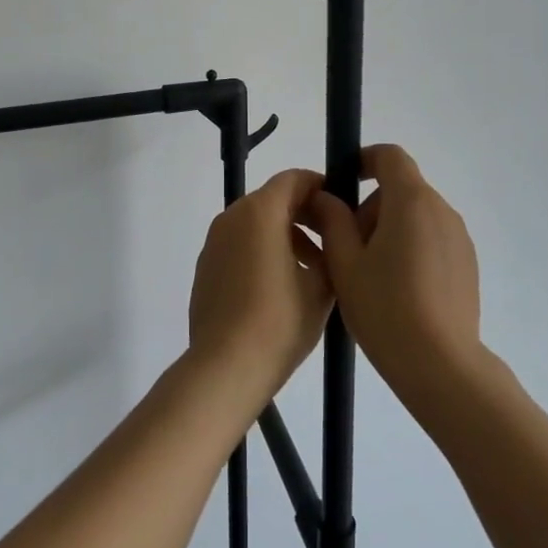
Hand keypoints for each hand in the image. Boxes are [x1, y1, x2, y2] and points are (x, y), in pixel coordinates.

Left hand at [187, 168, 334, 408]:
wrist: (226, 368)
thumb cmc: (280, 321)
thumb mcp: (322, 284)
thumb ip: (332, 248)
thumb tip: (332, 235)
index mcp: (260, 212)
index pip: (294, 179)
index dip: (321, 188)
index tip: (342, 209)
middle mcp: (231, 217)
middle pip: (273, 200)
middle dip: (304, 215)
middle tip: (332, 242)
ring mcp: (213, 243)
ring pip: (255, 224)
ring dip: (284, 236)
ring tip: (310, 271)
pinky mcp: (205, 268)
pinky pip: (239, 246)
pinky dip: (261, 253)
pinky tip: (279, 289)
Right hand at [307, 145, 484, 414]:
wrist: (441, 365)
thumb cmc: (386, 308)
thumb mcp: (345, 263)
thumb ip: (333, 221)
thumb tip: (326, 197)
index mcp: (411, 201)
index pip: (390, 156)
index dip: (365, 160)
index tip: (344, 184)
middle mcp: (441, 210)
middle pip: (401, 189)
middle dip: (370, 208)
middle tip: (348, 248)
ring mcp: (458, 237)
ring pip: (416, 216)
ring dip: (390, 229)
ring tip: (371, 275)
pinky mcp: (467, 263)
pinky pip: (432, 238)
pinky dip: (411, 248)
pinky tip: (398, 290)